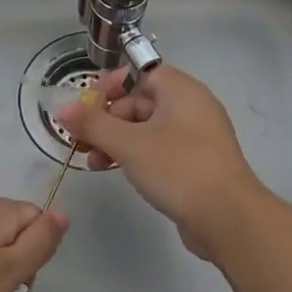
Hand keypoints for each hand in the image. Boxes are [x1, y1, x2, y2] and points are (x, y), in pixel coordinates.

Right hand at [54, 64, 269, 265]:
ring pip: (147, 129)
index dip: (110, 86)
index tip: (86, 106)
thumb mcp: (128, 144)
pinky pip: (160, 150)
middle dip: (108, 121)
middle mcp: (191, 107)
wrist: (227, 217)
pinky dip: (136, 156)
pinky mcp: (196, 164)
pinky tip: (117, 172)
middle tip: (82, 142)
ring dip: (117, 142)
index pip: (140, 73)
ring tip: (94, 163)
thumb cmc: (177, 168)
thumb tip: (63, 109)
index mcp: (180, 90)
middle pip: (140, 102)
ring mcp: (196, 137)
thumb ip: (93, 124)